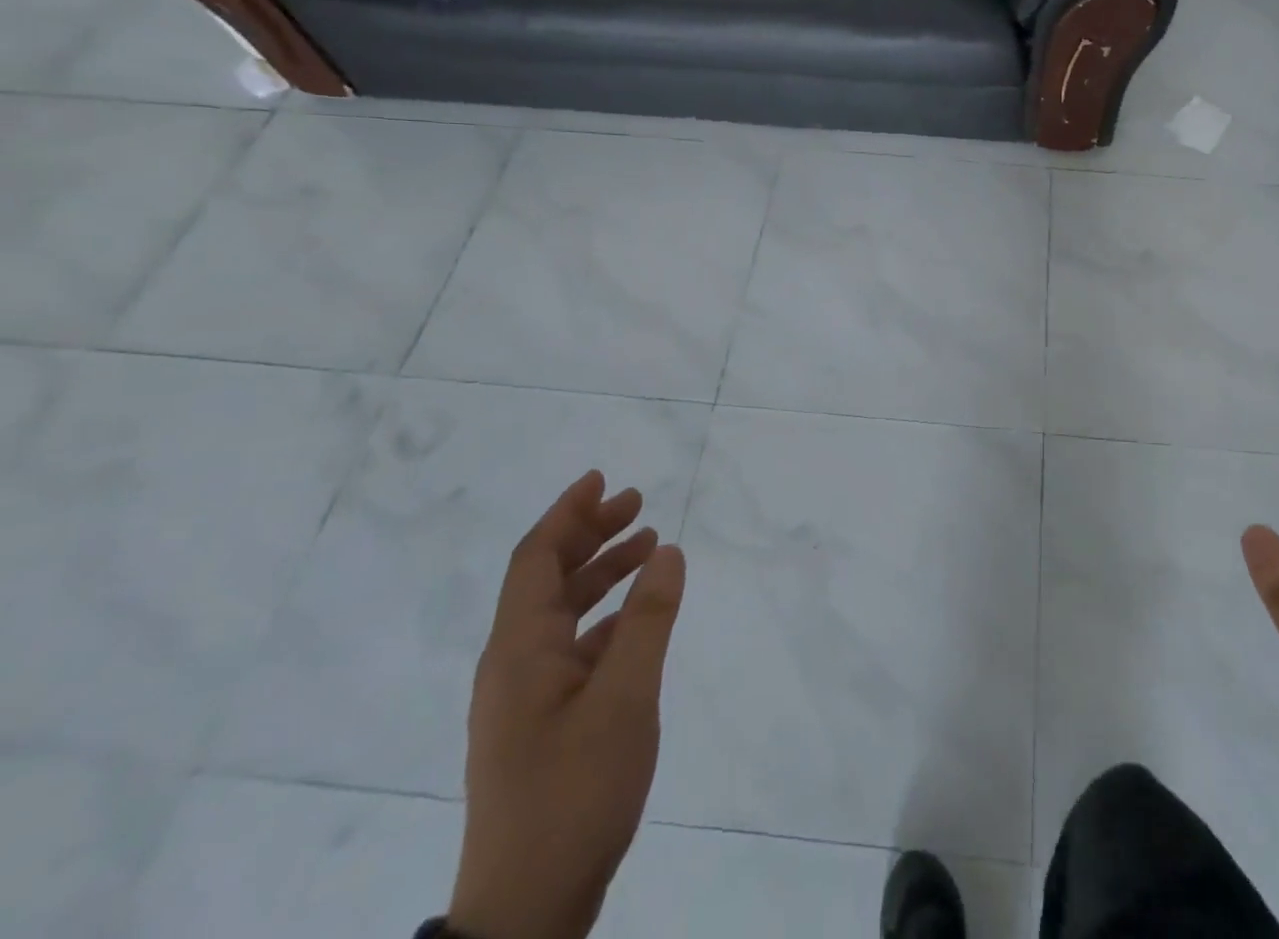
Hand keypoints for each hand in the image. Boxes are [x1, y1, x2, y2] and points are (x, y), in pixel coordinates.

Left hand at [447, 471, 685, 938]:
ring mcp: (525, 697)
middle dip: (590, 534)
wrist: (528, 908)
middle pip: (547, 578)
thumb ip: (649, 619)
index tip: (602, 478)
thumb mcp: (625, 698)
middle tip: (638, 504)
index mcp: (519, 650)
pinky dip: (605, 617)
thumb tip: (668, 550)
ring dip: (601, 573)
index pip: (535, 558)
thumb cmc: (574, 791)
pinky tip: (637, 618)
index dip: (567, 512)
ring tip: (647, 547)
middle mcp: (514, 664)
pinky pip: (572, 646)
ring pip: (561, 612)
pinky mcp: (541, 723)